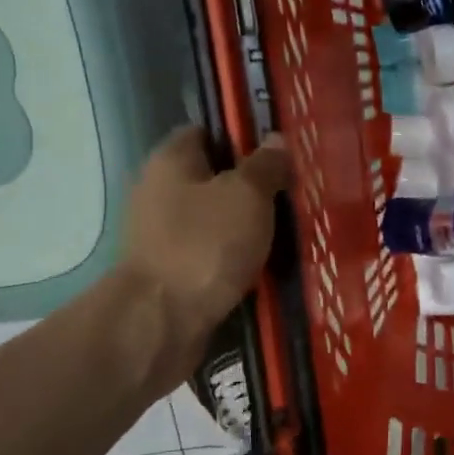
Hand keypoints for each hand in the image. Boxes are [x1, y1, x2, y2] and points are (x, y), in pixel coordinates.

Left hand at [121, 126, 290, 368]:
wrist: (161, 322)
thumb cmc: (204, 245)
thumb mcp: (246, 196)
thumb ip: (264, 166)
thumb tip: (275, 140)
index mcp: (171, 161)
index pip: (206, 132)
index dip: (242, 137)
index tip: (279, 151)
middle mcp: (160, 193)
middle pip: (213, 180)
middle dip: (252, 187)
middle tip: (294, 194)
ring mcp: (163, 237)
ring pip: (216, 222)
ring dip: (247, 228)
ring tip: (290, 233)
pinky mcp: (173, 274)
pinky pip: (213, 257)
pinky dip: (237, 260)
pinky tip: (268, 267)